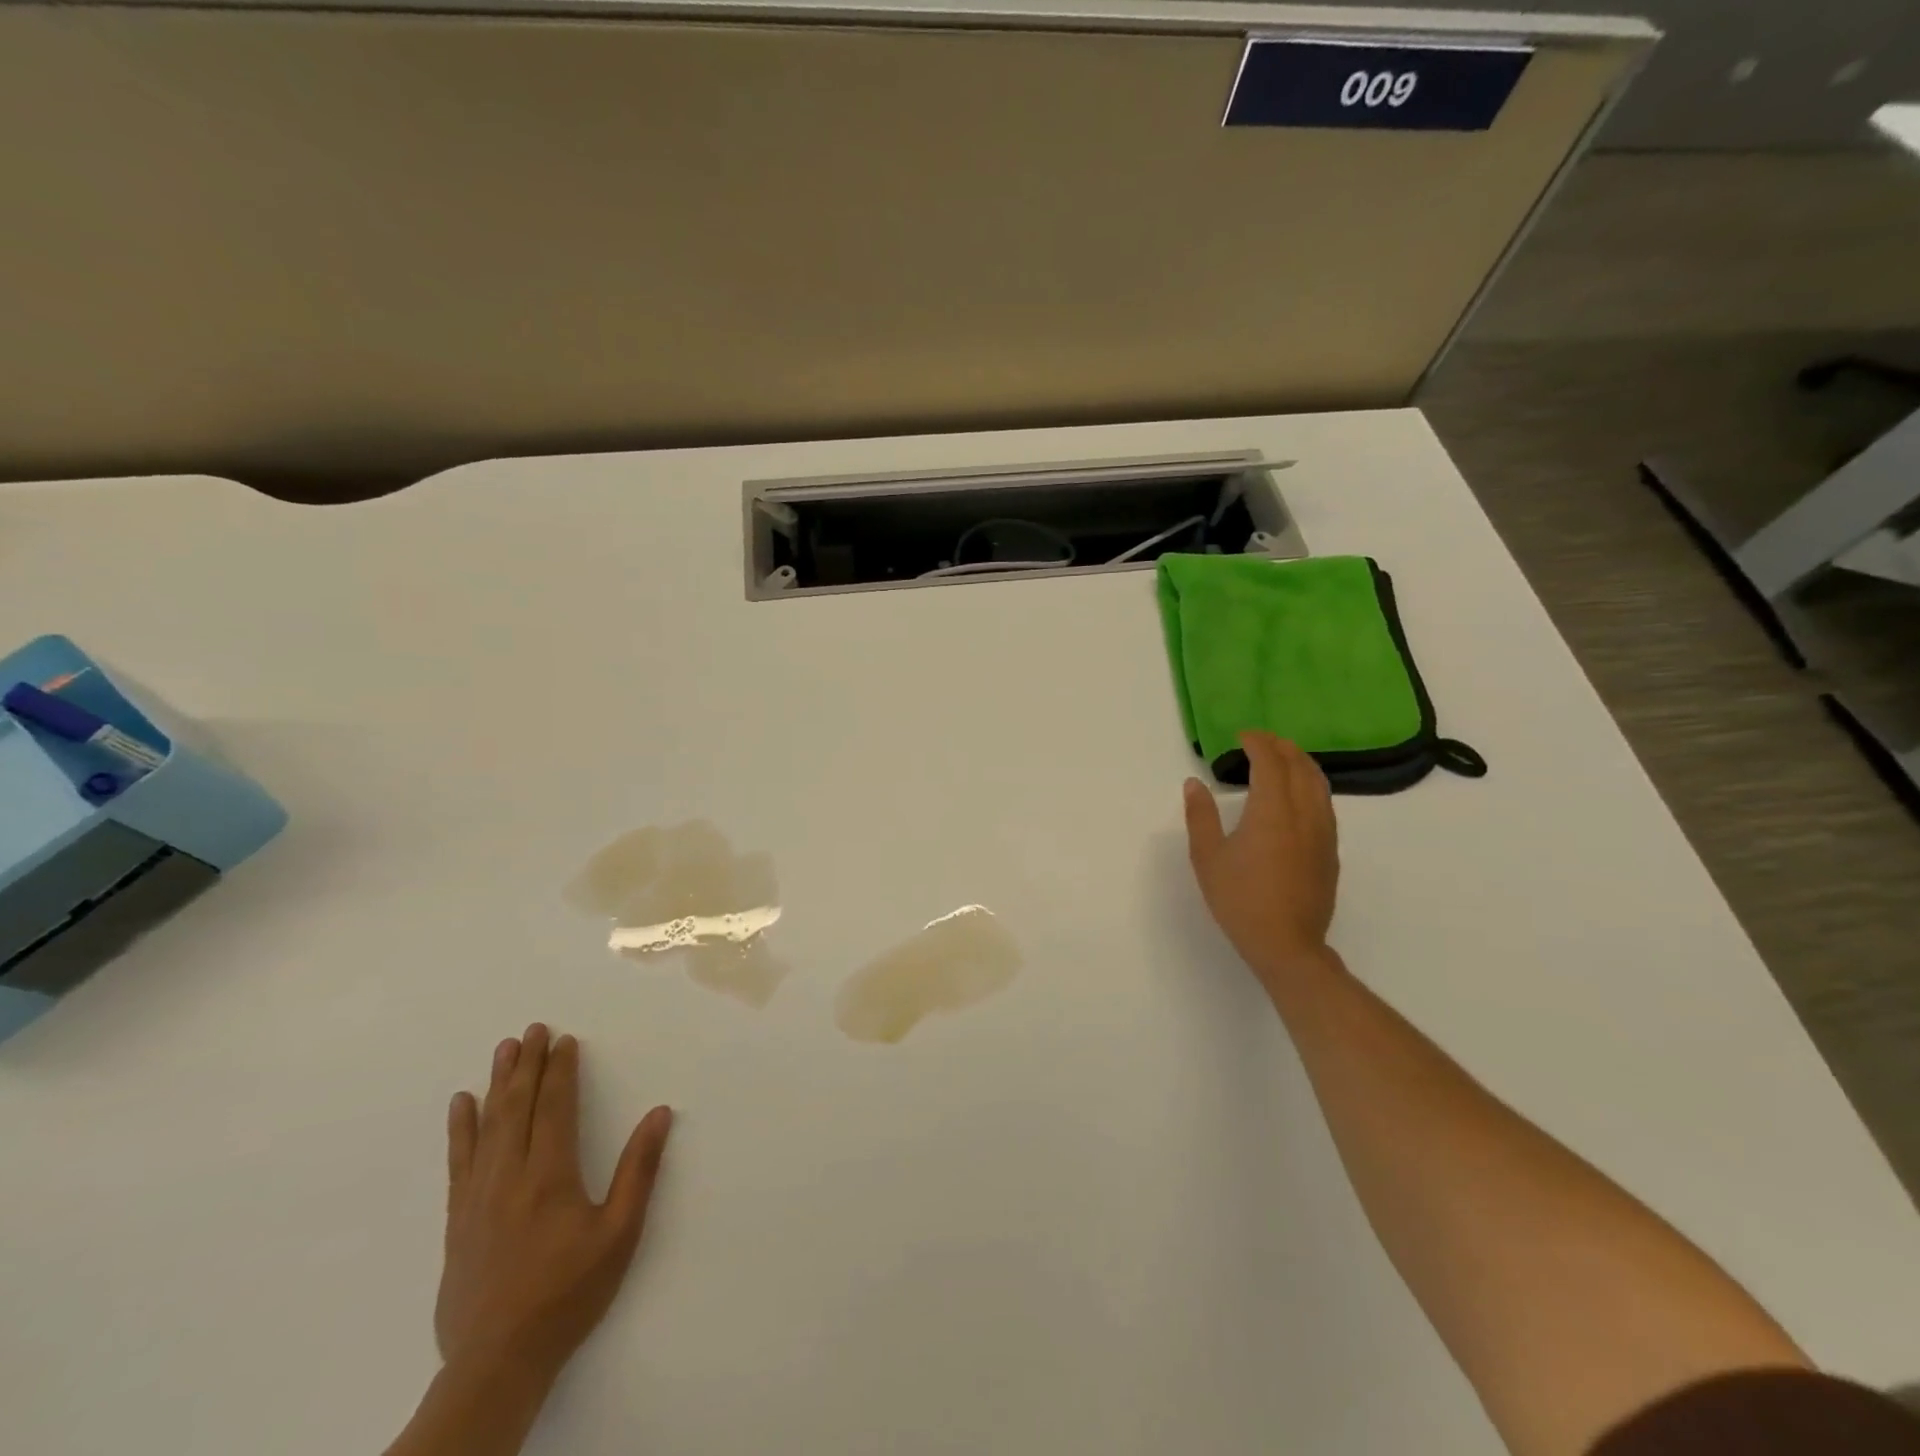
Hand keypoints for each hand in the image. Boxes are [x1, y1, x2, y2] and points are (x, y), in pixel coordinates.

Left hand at [436, 1024, 673, 1386]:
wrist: (498, 1361)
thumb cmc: (569, 1292)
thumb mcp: (620, 1233)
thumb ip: (639, 1170)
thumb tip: (660, 1113)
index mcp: (551, 1175)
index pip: (555, 1107)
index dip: (561, 1071)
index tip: (565, 1041)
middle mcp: (510, 1175)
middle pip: (518, 1106)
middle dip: (527, 1064)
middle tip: (533, 1029)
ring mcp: (478, 1197)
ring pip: (487, 1125)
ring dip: (497, 1084)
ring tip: (503, 1050)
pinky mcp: (458, 1220)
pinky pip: (459, 1161)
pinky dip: (461, 1128)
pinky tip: (461, 1105)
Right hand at [1182, 732, 1339, 990]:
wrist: (1287, 945)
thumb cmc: (1240, 900)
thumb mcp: (1208, 857)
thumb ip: (1200, 816)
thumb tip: (1194, 784)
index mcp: (1272, 811)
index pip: (1270, 762)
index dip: (1258, 742)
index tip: (1242, 735)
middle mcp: (1303, 814)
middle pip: (1300, 767)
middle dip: (1282, 747)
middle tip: (1261, 740)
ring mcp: (1322, 833)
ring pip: (1318, 784)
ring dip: (1301, 763)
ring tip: (1283, 759)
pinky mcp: (1330, 851)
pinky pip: (1324, 804)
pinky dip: (1310, 785)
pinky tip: (1298, 796)